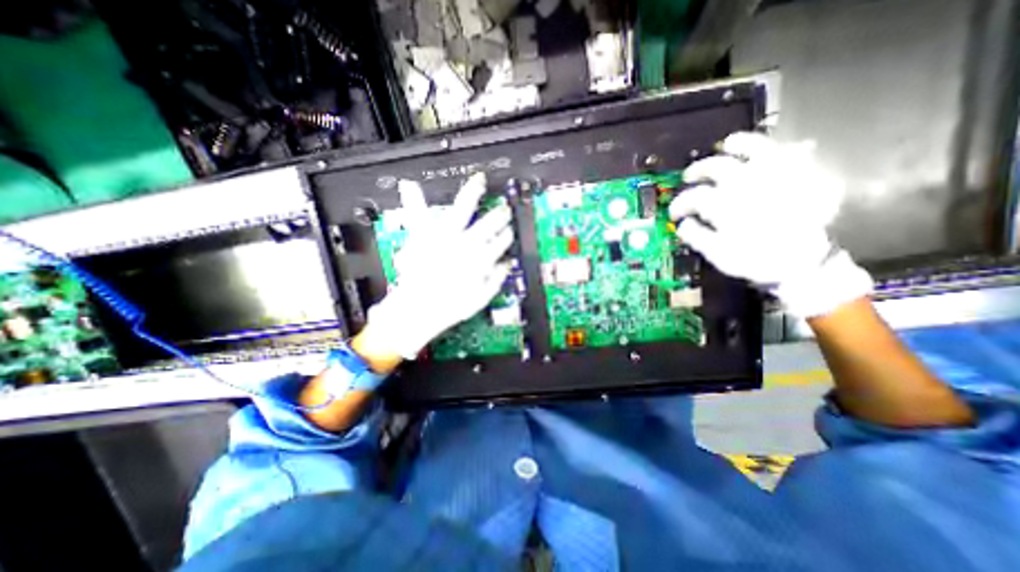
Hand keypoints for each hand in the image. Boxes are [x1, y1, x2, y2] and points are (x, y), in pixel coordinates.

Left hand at [363, 172, 513, 359]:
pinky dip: (414, 199)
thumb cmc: (451, 306)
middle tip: (503, 208)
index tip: (509, 231)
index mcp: (479, 258)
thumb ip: (496, 278)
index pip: (499, 241)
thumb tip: (506, 263)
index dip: (506, 235)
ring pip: (462, 210)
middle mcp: (464, 243)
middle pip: (486, 223)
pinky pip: (418, 216)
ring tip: (478, 182)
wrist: (420, 310)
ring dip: (473, 195)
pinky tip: (408, 184)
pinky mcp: (423, 237)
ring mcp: (443, 236)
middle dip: (497, 215)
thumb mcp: (481, 298)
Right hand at [672, 133, 866, 316]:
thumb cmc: (755, 259)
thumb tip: (683, 224)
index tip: (675, 213)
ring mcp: (774, 175)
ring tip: (728, 145)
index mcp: (724, 203)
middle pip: (716, 166)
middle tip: (689, 176)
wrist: (805, 263)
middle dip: (698, 170)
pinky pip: (794, 153)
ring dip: (738, 145)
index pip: (693, 196)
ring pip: (754, 148)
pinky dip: (785, 148)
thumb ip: (696, 236)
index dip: (680, 204)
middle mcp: (746, 183)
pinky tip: (780, 149)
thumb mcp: (717, 254)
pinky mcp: (800, 176)